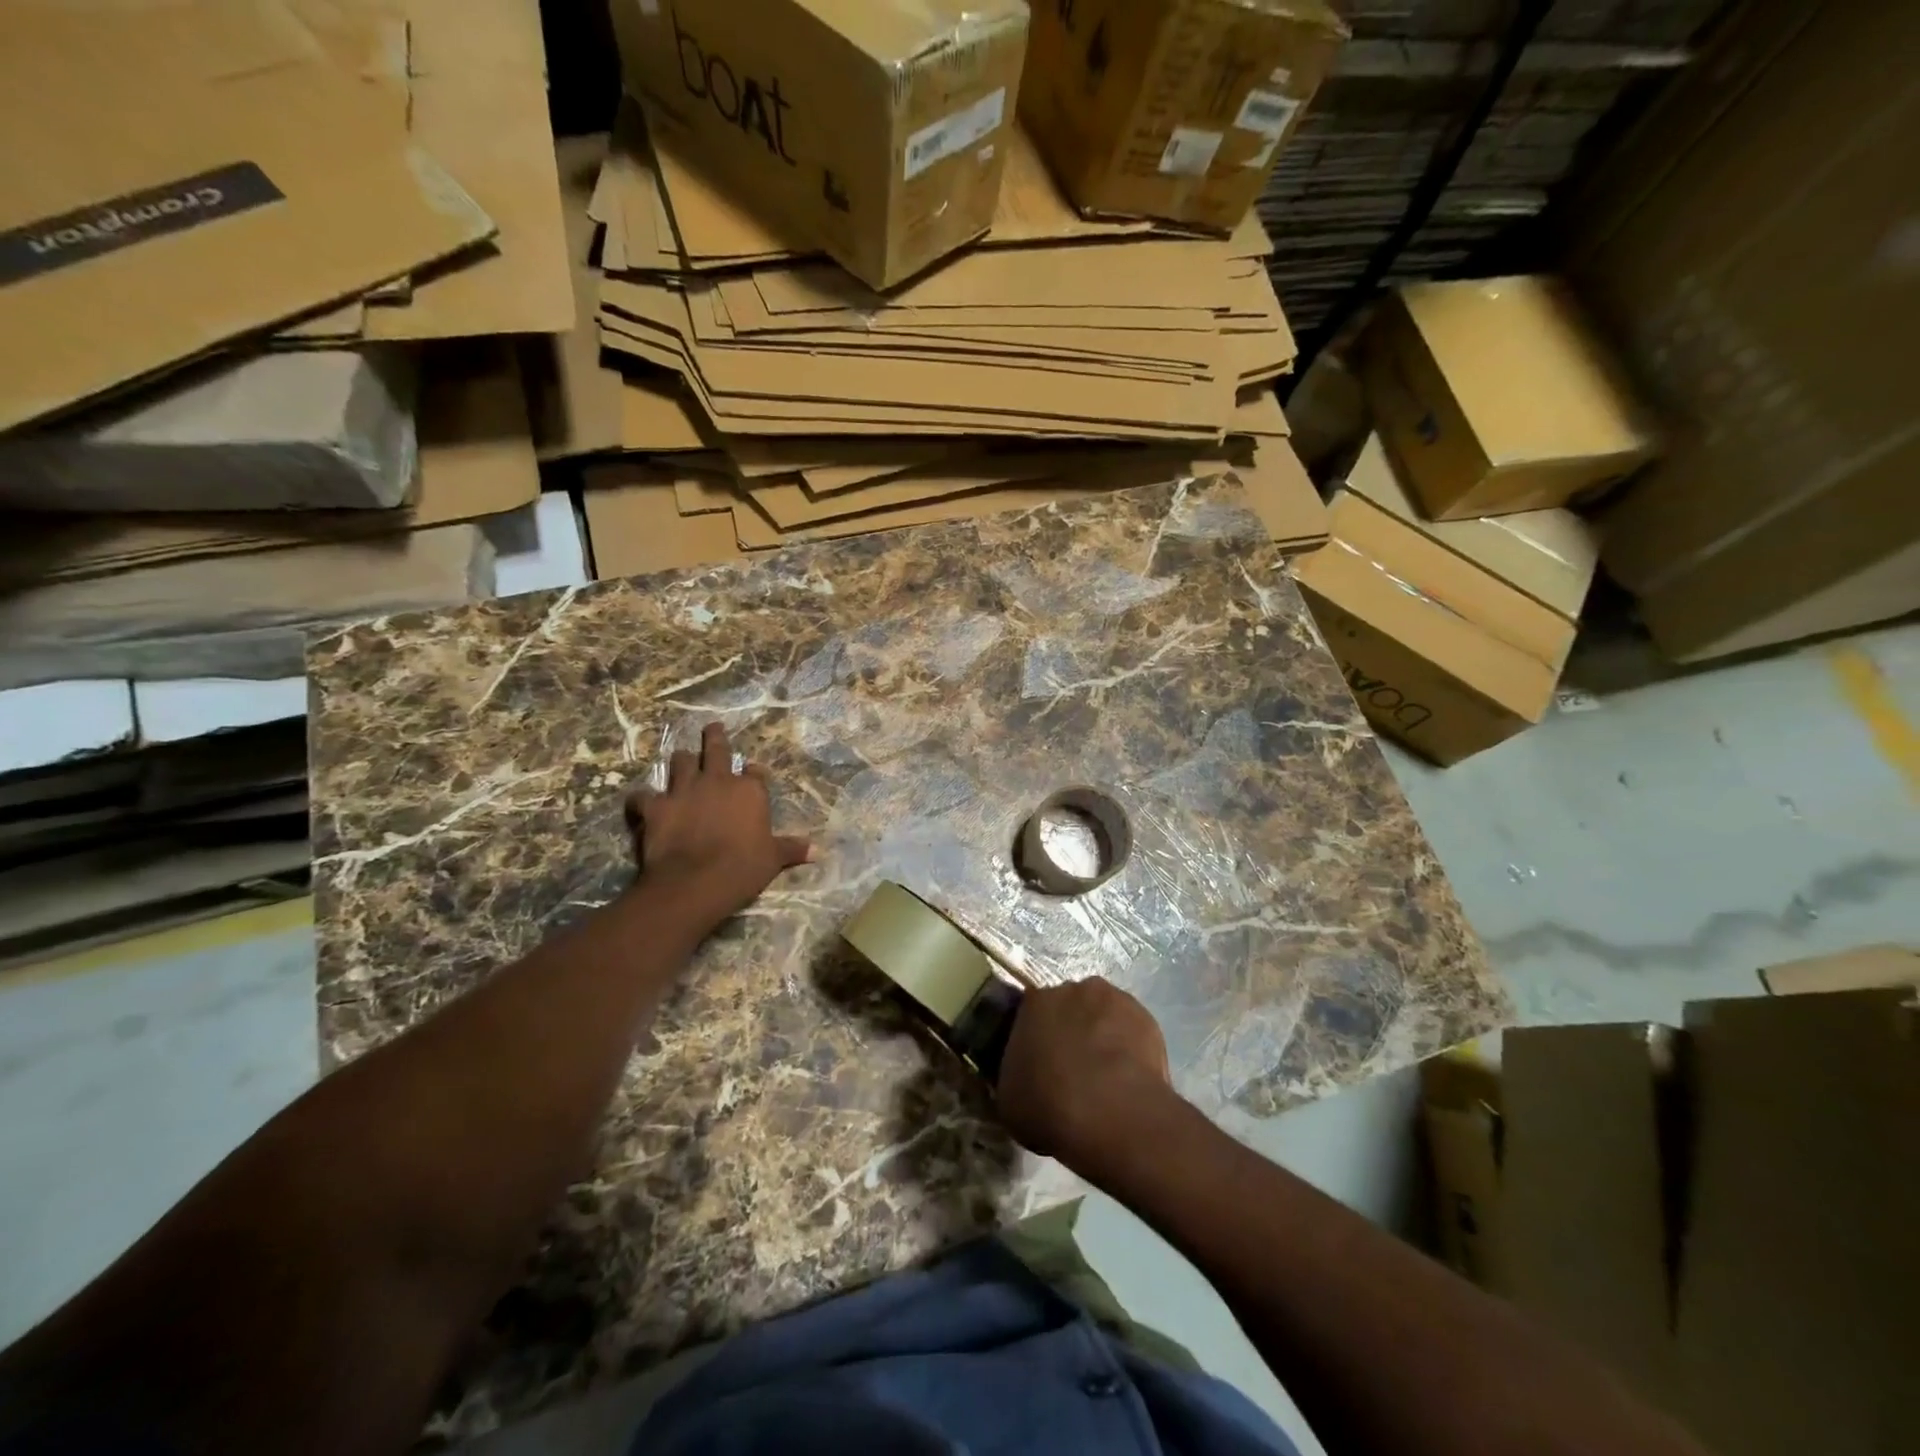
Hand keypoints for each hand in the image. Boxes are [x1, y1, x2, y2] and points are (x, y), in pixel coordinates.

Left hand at [625, 722, 810, 925]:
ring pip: (680, 761)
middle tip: (713, 728)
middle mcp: (716, 780)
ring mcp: (683, 790)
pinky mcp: (655, 806)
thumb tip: (819, 852)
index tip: (754, 774)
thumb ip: (792, 850)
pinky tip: (641, 804)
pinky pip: (642, 796)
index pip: (754, 771)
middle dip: (715, 737)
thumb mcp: (773, 859)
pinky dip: (642, 800)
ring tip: (682, 761)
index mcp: (749, 790)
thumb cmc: (743, 868)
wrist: (696, 882)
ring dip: (681, 761)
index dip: (753, 772)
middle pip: (716, 748)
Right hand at [995, 978, 1174, 1173]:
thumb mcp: (1010, 1099)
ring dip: (1101, 1035)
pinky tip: (1129, 1078)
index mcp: (1033, 1002)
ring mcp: (1112, 999)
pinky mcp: (1145, 1016)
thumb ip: (1014, 1076)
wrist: (1110, 1112)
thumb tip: (1023, 1077)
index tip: (1041, 1064)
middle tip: (1073, 1069)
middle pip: (1069, 1008)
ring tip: (1106, 1076)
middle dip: (1070, 1031)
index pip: (1031, 1014)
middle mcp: (1071, 989)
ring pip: (1102, 1014)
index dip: (1037, 1038)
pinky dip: (1129, 1047)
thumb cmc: (1048, 1105)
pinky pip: (1131, 1029)